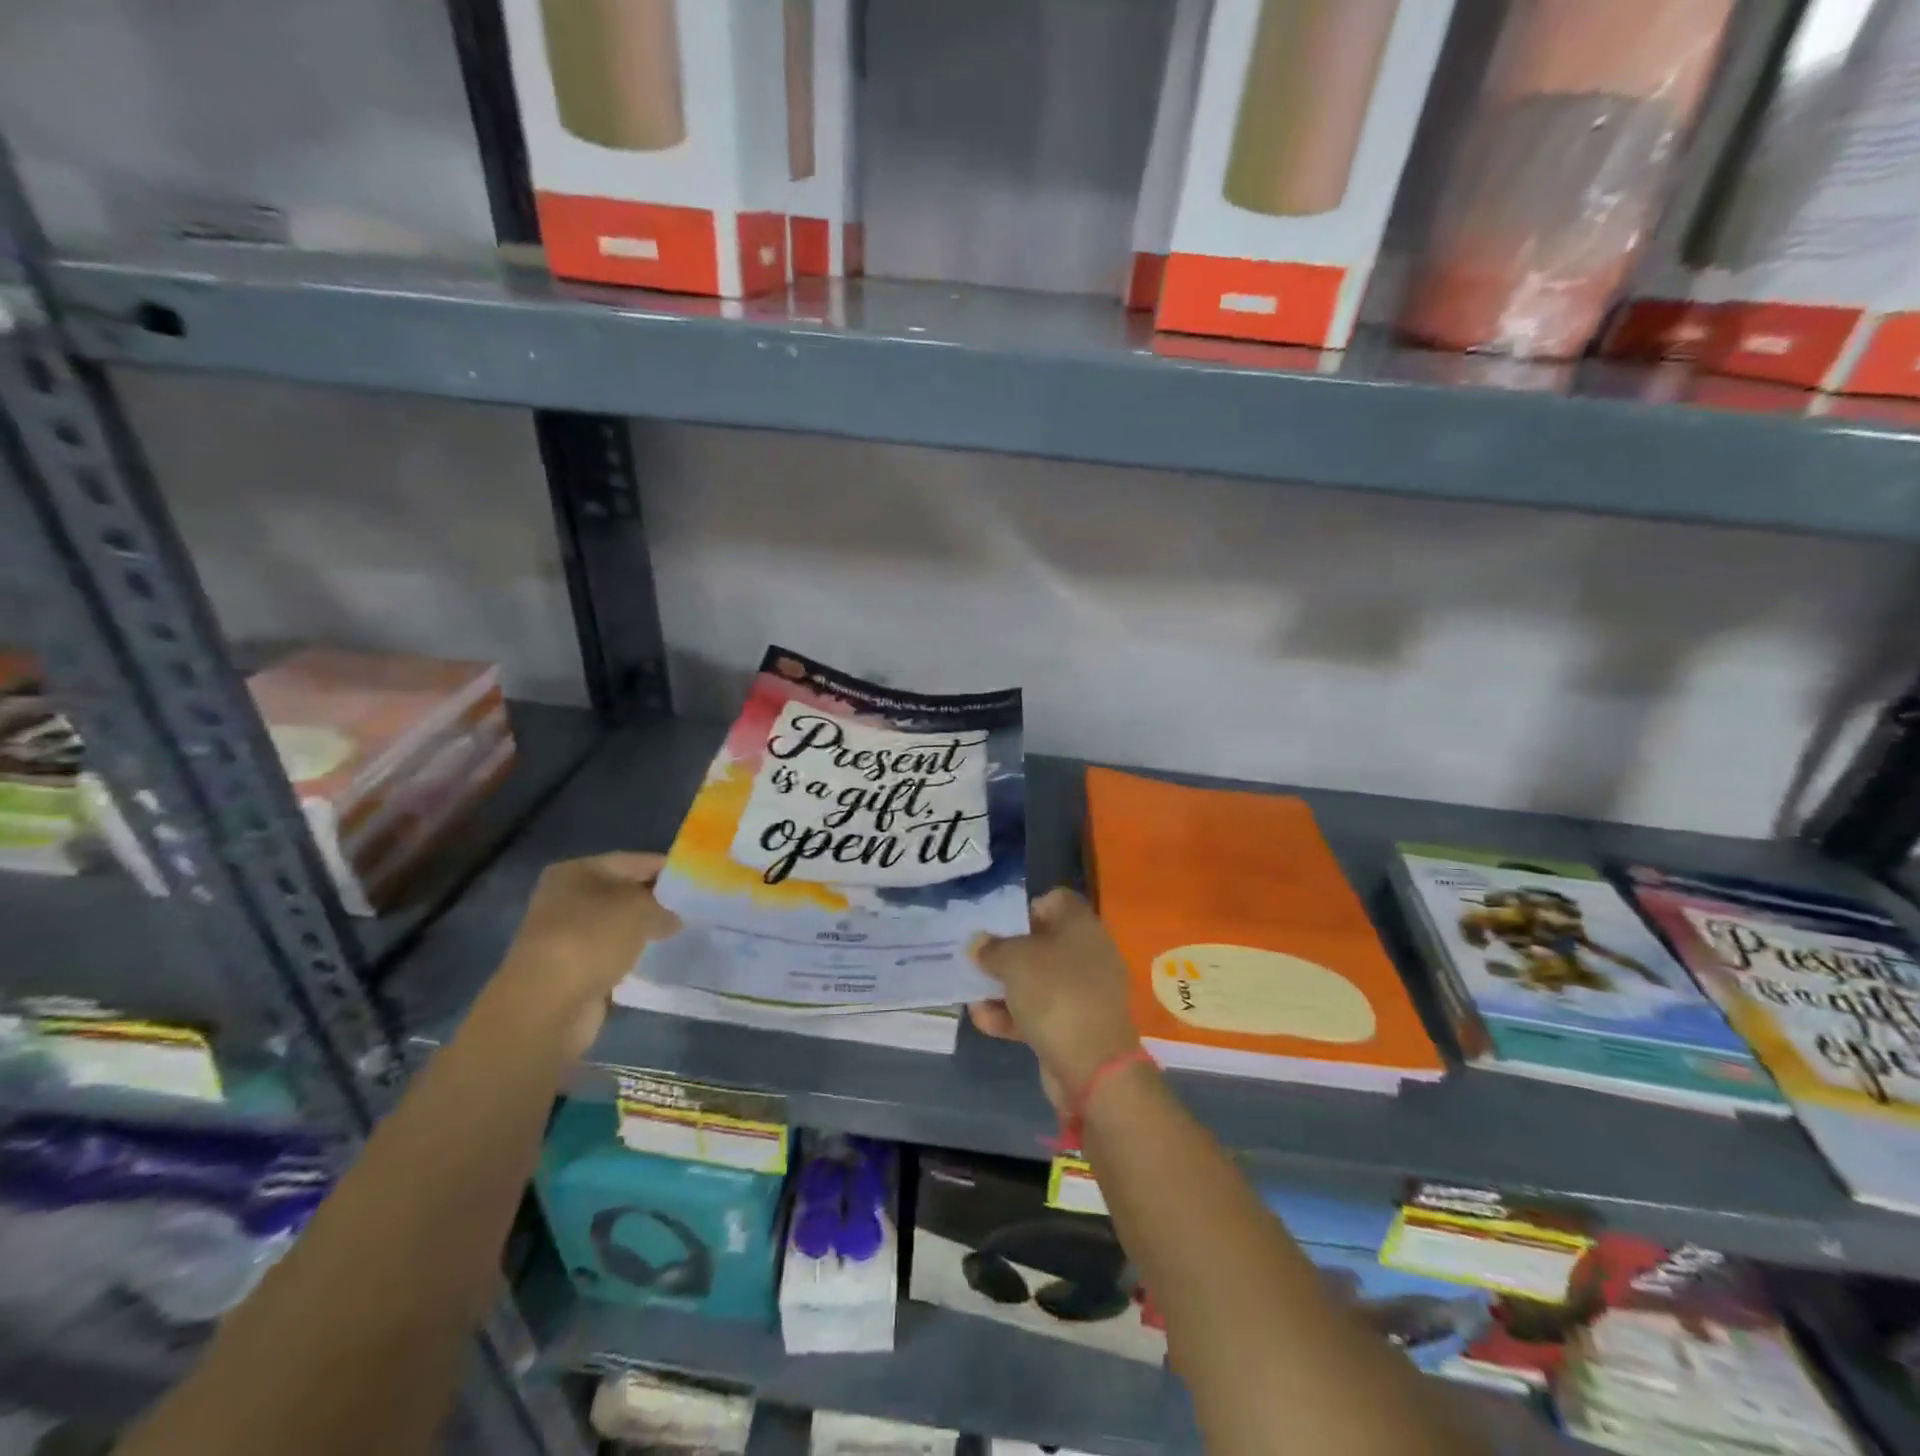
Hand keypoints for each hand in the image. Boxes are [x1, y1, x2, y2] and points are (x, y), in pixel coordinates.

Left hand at [493, 852, 681, 1056]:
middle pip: (625, 892)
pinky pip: (612, 953)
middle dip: (658, 900)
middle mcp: (567, 897)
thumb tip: (673, 918)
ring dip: (645, 930)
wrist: (546, 1006)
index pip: (634, 861)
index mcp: (577, 871)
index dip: (668, 868)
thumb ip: (664, 905)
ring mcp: (567, 934)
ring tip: (683, 933)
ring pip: (619, 924)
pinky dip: (632, 955)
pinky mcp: (571, 968)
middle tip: (695, 908)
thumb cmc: (591, 939)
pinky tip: (658, 959)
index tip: (699, 879)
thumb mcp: (640, 909)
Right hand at [968, 888, 1140, 1111]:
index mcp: (1081, 925)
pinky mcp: (1076, 1026)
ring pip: (1037, 980)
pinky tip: (983, 1020)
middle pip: (1042, 942)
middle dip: (1007, 952)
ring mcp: (1083, 992)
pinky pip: (1040, 1011)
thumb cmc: (1055, 994)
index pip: (1054, 900)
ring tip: (971, 993)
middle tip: (977, 959)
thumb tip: (979, 942)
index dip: (1025, 907)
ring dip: (1004, 987)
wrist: (1094, 1067)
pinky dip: (1014, 1015)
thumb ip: (992, 948)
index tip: (998, 925)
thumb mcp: (1014, 961)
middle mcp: (1087, 953)